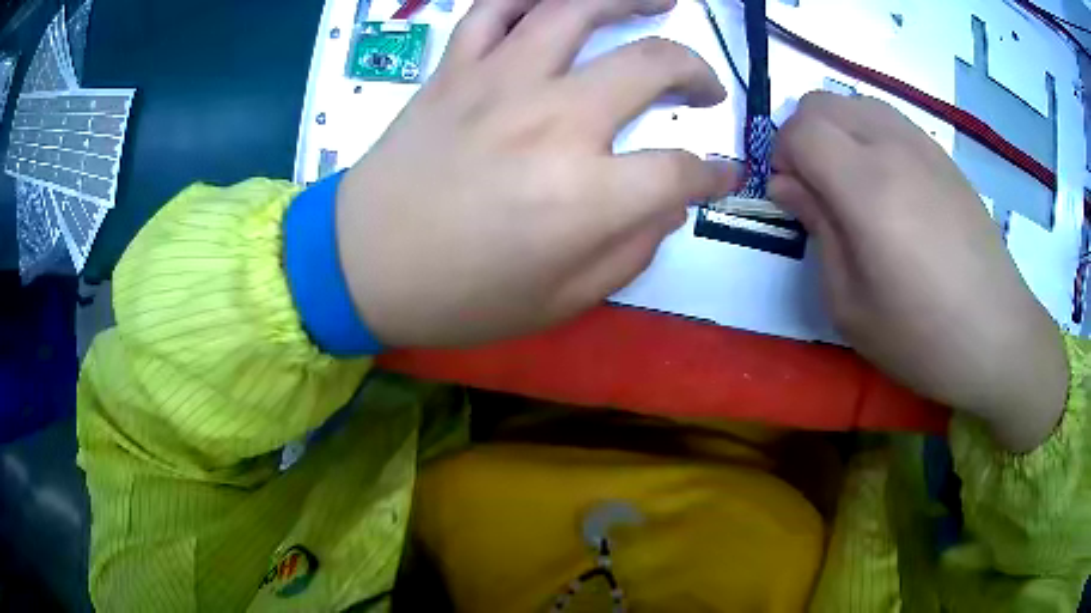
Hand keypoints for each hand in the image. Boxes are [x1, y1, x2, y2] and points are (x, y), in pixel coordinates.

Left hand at [336, 0, 737, 347]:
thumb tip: (670, 206)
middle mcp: (551, 121)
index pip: (680, 171)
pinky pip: (495, 7)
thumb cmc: (457, 297)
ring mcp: (498, 82)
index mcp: (584, 197)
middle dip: (696, 74)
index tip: (724, 174)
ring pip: (577, 8)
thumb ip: (630, 251)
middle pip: (651, 64)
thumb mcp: (560, 302)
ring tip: (662, 1)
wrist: (359, 266)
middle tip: (705, 91)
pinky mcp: (455, 69)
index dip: (714, 174)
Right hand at [770, 92, 1068, 451]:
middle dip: (802, 135)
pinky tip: (889, 185)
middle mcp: (893, 148)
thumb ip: (817, 231)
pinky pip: (890, 120)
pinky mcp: (944, 157)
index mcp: (866, 187)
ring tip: (851, 184)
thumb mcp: (850, 305)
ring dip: (837, 131)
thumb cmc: (922, 336)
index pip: (800, 130)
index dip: (781, 156)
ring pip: (856, 103)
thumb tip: (787, 186)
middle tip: (814, 187)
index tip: (791, 195)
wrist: (997, 336)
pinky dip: (870, 135)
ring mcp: (923, 146)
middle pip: (821, 103)